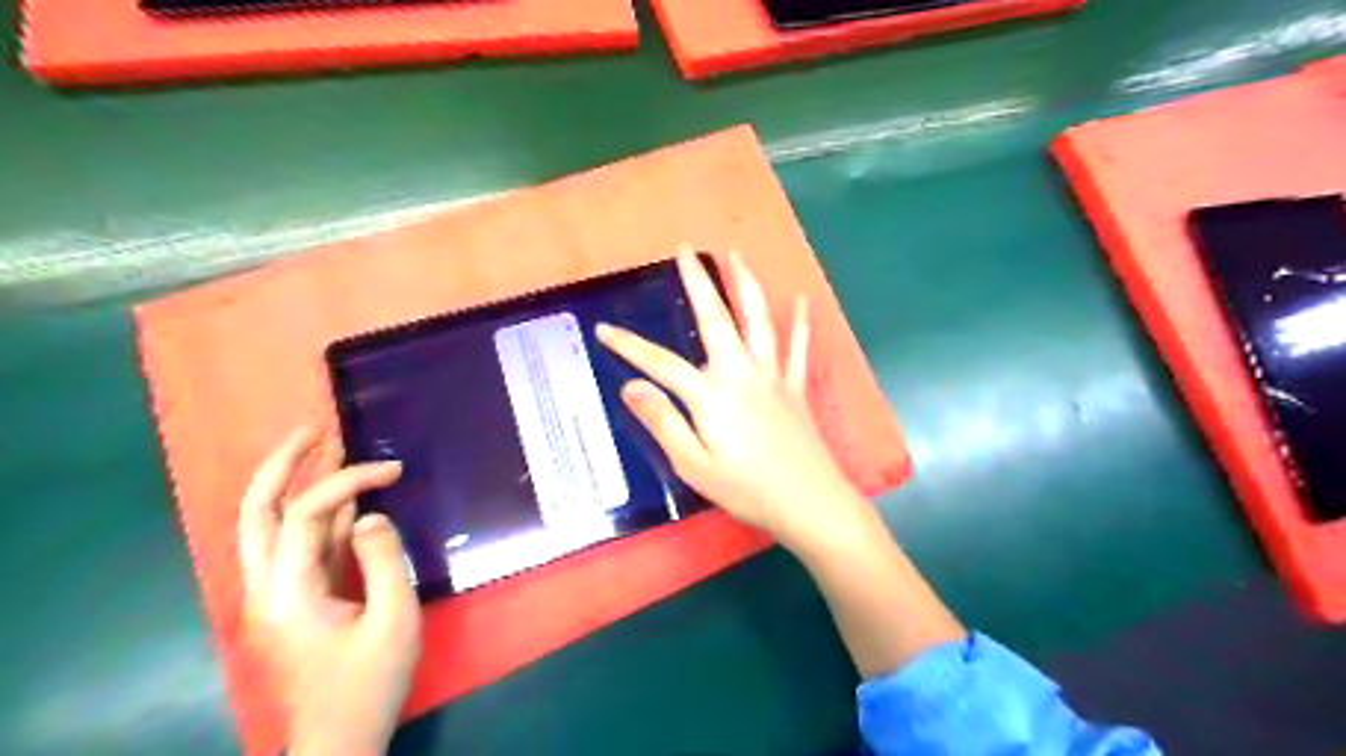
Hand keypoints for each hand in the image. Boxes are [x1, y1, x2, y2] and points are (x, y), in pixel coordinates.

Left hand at [240, 429, 420, 752]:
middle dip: (283, 464)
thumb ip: (384, 561)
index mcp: (286, 593)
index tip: (394, 471)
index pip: (308, 514)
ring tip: (324, 446)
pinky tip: (345, 498)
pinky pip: (299, 545)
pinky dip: (317, 514)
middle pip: (257, 512)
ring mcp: (275, 595)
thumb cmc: (368, 685)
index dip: (349, 482)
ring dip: (295, 483)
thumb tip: (372, 515)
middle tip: (313, 427)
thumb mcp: (393, 621)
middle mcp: (266, 587)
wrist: (338, 742)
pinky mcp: (293, 601)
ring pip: (270, 526)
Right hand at [596, 251, 874, 552]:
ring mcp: (773, 377)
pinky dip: (800, 323)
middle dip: (698, 282)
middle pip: (716, 320)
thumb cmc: (747, 489)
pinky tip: (802, 301)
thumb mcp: (693, 465)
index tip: (604, 329)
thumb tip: (630, 386)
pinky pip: (798, 349)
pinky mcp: (796, 388)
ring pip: (759, 321)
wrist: (810, 503)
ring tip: (736, 256)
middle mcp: (742, 373)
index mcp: (711, 395)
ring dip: (746, 285)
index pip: (661, 363)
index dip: (630, 346)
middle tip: (686, 249)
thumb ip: (663, 422)